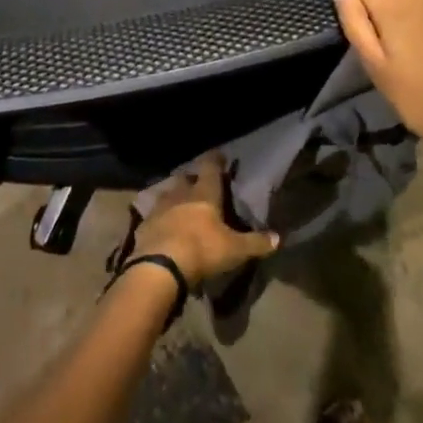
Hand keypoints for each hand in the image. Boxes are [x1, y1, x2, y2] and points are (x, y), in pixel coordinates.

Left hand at [130, 155, 277, 285]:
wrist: (159, 266)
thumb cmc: (202, 249)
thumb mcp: (234, 249)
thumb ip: (256, 242)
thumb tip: (278, 238)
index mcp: (204, 193)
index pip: (210, 167)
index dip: (216, 159)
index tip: (220, 155)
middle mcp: (180, 193)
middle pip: (186, 178)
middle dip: (193, 179)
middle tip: (200, 185)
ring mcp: (159, 207)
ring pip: (168, 194)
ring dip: (175, 197)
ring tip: (181, 205)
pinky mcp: (144, 224)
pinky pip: (154, 215)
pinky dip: (161, 218)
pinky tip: (164, 227)